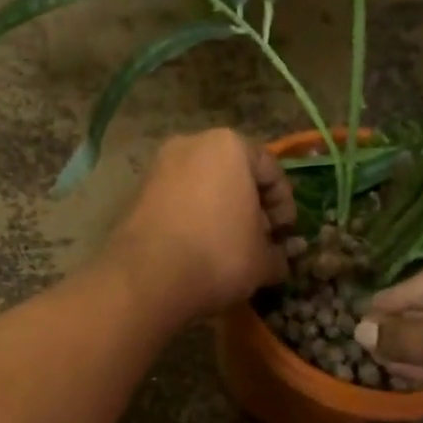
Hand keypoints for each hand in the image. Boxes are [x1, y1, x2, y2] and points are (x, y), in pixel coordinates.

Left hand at [100, 129, 296, 321]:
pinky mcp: (137, 193)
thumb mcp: (263, 260)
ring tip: (229, 249)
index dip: (285, 205)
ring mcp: (158, 167)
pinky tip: (199, 250)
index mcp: (230, 145)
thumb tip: (279, 260)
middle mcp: (191, 144)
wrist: (146, 278)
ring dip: (221, 214)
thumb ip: (277, 254)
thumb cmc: (218, 255)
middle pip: (234, 174)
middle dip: (250, 207)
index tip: (286, 235)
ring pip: (203, 187)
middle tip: (259, 241)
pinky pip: (177, 202)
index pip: (271, 170)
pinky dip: (193, 219)